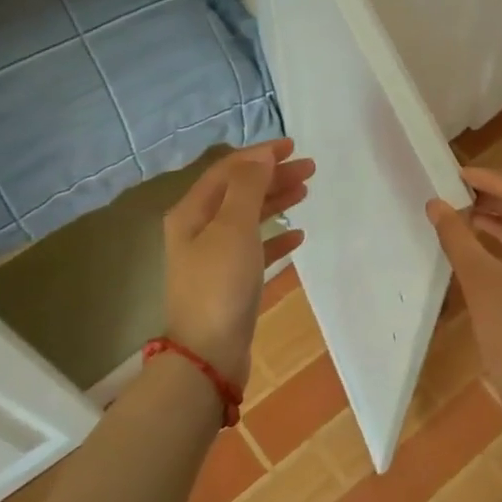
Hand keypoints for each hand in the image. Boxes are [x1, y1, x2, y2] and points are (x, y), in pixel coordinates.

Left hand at [163, 140, 313, 388]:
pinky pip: (255, 249)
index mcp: (192, 212)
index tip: (293, 146)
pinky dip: (275, 238)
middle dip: (272, 176)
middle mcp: (198, 230)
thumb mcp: (233, 227)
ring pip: (248, 218)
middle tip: (310, 169)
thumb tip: (261, 155)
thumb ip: (248, 187)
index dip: (259, 155)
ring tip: (306, 192)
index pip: (227, 170)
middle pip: (238, 191)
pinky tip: (298, 236)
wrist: (208, 354)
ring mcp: (213, 257)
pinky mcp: (229, 281)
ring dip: (275, 202)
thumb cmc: (220, 284)